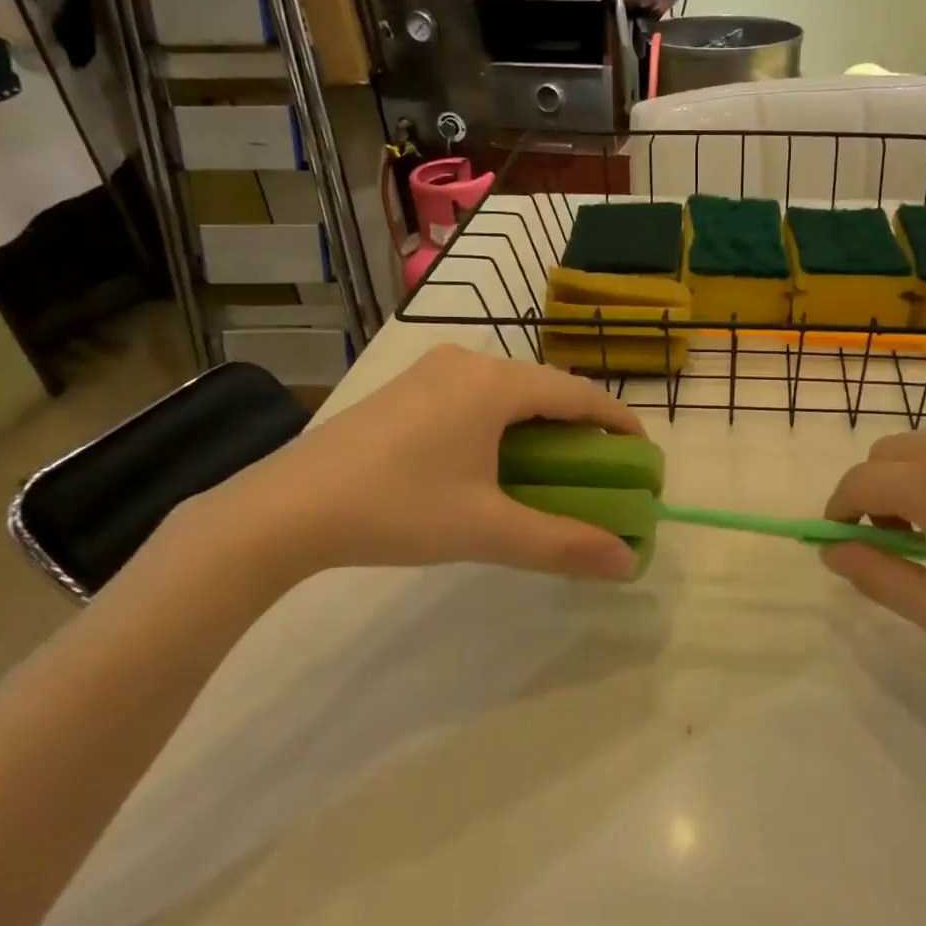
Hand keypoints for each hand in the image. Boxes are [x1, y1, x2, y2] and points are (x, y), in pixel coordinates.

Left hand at [193, 345, 644, 585]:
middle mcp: (467, 362)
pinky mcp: (404, 389)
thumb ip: (563, 544)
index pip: (578, 393)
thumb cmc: (397, 509)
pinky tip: (494, 460)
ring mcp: (429, 372)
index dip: (617, 421)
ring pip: (507, 391)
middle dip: (579, 426)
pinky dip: (501, 423)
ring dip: (538, 424)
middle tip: (599, 468)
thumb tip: (627, 563)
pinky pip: (474, 396)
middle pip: (544, 388)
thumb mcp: (487, 529)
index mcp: (495, 383)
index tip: (641, 453)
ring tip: (552, 467)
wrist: (284, 510)